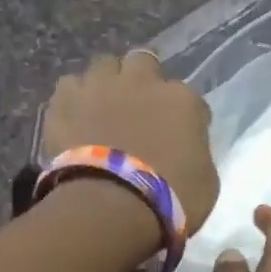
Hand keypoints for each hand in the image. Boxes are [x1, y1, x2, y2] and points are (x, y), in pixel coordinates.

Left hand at [43, 51, 218, 234]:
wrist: (110, 207)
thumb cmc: (168, 201)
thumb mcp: (205, 182)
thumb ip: (196, 153)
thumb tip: (185, 150)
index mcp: (182, 100)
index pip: (188, 98)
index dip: (182, 116)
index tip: (177, 136)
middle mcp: (142, 82)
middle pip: (143, 64)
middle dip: (142, 82)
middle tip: (138, 112)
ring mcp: (101, 86)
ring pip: (104, 65)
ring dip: (107, 84)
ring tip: (103, 111)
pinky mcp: (65, 99)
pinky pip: (70, 85)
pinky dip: (74, 99)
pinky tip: (75, 118)